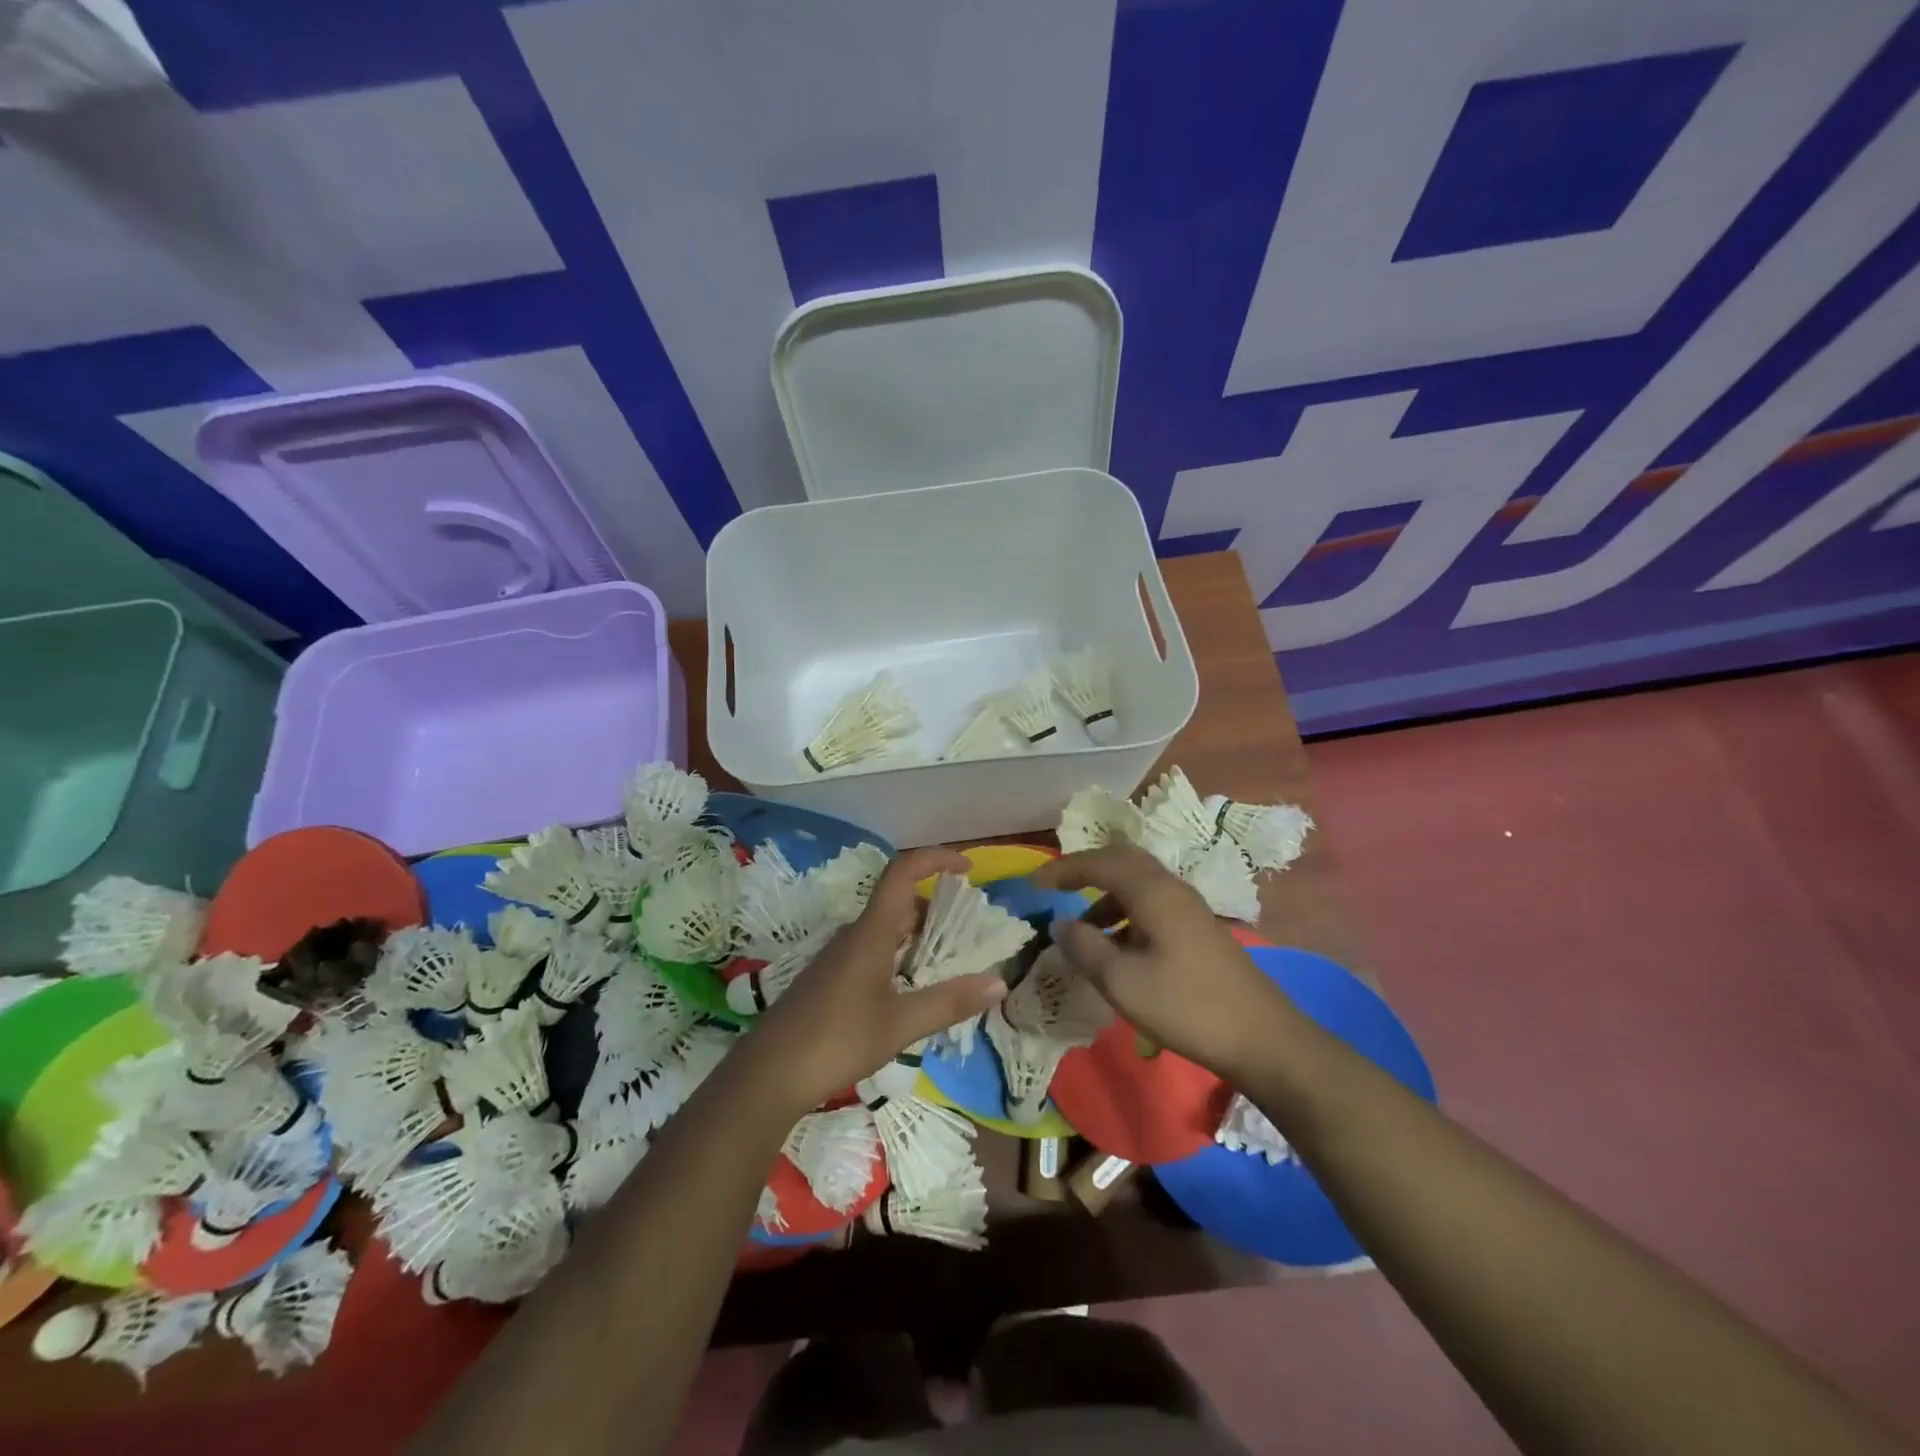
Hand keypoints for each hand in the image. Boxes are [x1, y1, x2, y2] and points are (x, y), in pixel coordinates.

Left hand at [747, 847, 1006, 1114]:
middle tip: (970, 931)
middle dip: (936, 907)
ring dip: (919, 936)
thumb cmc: (838, 1040)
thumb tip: (999, 982)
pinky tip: (913, 989)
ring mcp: (839, 957)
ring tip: (951, 961)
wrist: (769, 1074)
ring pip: (886, 929)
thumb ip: (950, 1002)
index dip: (935, 859)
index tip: (967, 868)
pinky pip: (874, 950)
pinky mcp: (831, 979)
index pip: (902, 872)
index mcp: (870, 932)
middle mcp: (854, 934)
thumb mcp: (901, 1024)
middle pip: (899, 902)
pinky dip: (901, 956)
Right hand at [1031, 844, 1297, 1082]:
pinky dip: (1125, 915)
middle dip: (1085, 872)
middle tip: (1056, 890)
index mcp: (1153, 892)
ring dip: (1106, 898)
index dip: (1063, 868)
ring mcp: (1190, 909)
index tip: (1034, 884)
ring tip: (1082, 930)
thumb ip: (1086, 947)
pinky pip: (1152, 905)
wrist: (1263, 1039)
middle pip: (1122, 862)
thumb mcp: (1123, 982)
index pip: (1100, 862)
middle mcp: (1172, 888)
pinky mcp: (1199, 930)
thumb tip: (1061, 923)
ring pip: (1139, 885)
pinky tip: (1118, 949)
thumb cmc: (1187, 1006)